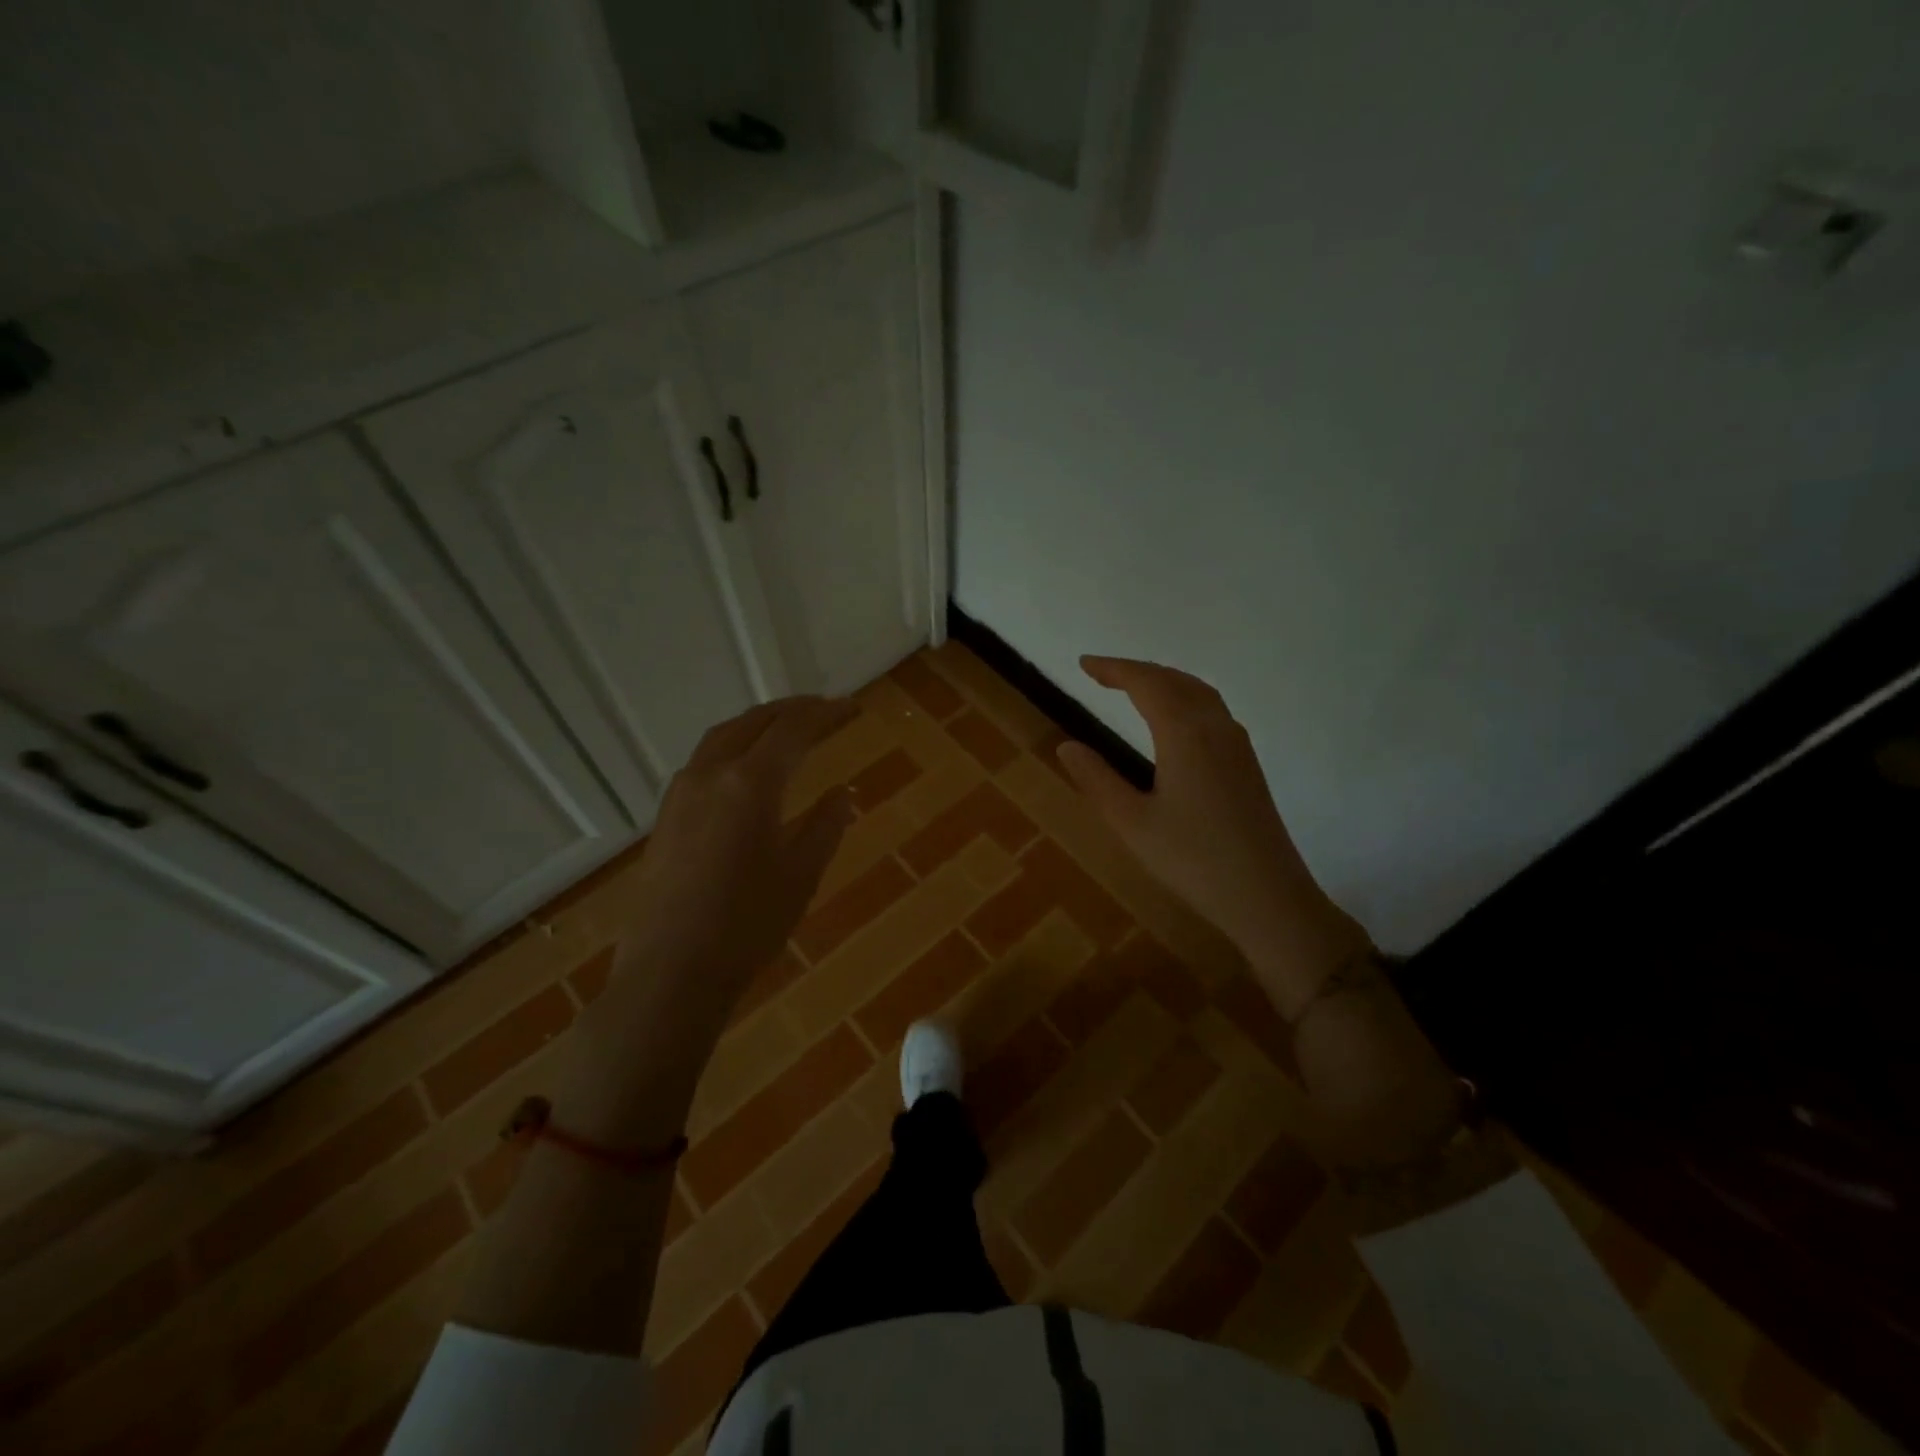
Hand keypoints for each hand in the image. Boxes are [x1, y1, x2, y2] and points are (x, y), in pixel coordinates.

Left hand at [620, 695, 858, 1020]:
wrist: (671, 973)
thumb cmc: (748, 925)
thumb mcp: (802, 874)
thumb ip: (826, 825)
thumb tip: (842, 793)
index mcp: (751, 783)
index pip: (794, 729)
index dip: (827, 713)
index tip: (853, 708)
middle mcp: (711, 774)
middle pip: (755, 721)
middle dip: (793, 710)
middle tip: (825, 709)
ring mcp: (681, 793)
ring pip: (723, 736)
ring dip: (759, 723)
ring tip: (787, 728)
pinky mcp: (666, 816)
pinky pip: (704, 760)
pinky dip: (734, 746)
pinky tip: (746, 769)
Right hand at [1056, 657, 1368, 1014]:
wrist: (1267, 897)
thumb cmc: (1193, 861)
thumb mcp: (1131, 823)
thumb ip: (1097, 779)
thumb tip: (1066, 745)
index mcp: (1184, 734)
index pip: (1146, 683)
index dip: (1113, 669)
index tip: (1083, 664)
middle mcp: (1215, 727)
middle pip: (1174, 680)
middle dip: (1136, 670)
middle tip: (1101, 673)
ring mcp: (1237, 744)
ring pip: (1198, 692)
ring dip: (1163, 680)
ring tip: (1133, 687)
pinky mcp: (1246, 764)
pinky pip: (1212, 709)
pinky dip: (1183, 697)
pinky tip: (1174, 719)